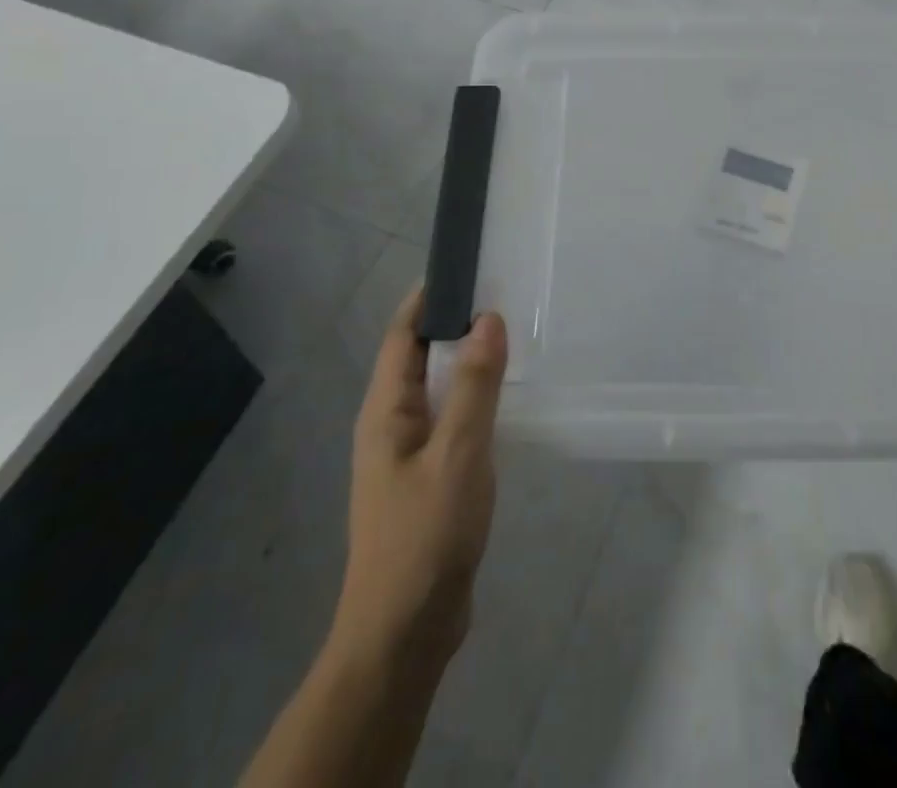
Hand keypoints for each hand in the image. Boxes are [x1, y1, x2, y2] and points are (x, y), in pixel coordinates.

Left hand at [328, 288, 507, 676]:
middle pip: (419, 357)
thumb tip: (489, 318)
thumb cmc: (425, 534)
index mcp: (385, 411)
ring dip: (467, 361)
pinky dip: (474, 397)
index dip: (428, 297)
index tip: (465, 264)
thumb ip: (474, 384)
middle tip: (503, 293)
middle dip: (454, 323)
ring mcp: (408, 454)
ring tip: (510, 335)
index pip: (402, 335)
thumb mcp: (458, 452)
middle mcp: (391, 424)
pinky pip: (451, 419)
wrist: (406, 631)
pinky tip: (504, 398)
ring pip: (437, 389)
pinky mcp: (428, 478)